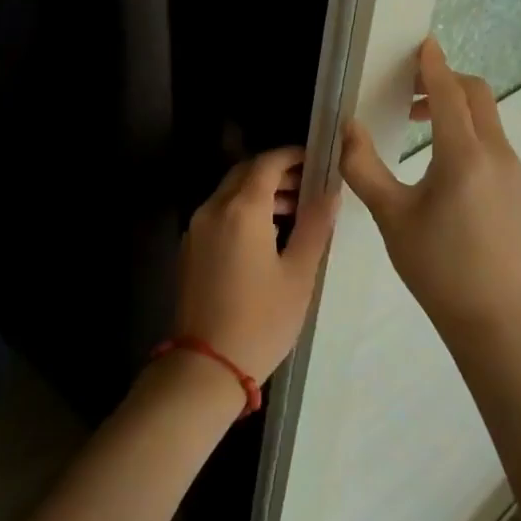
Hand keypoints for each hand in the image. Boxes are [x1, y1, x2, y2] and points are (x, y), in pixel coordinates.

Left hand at [172, 148, 337, 383]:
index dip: (293, 156)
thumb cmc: (262, 319)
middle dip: (276, 172)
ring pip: (230, 192)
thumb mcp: (299, 273)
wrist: (207, 364)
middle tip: (308, 186)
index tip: (316, 162)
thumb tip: (330, 191)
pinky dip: (242, 209)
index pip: (267, 163)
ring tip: (293, 211)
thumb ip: (315, 225)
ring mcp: (197, 227)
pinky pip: (219, 212)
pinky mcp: (190, 247)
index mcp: (242, 209)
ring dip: (260, 191)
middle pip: (245, 173)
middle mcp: (213, 208)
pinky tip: (266, 233)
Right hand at [340, 37, 520, 340]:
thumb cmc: (434, 265)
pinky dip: (470, 135)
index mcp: (463, 156)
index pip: (448, 93)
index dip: (433, 65)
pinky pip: (496, 146)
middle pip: (478, 96)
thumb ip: (363, 165)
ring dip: (456, 110)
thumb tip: (348, 127)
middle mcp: (497, 155)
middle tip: (410, 91)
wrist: (493, 317)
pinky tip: (445, 168)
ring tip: (419, 128)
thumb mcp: (389, 214)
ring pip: (489, 121)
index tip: (423, 43)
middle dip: (446, 82)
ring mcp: (515, 174)